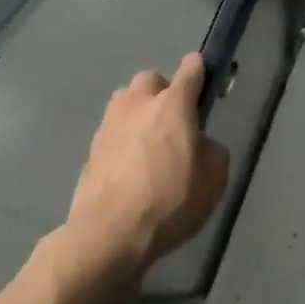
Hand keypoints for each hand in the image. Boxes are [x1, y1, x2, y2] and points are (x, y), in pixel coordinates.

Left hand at [61, 53, 229, 274]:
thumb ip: (211, 150)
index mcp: (174, 104)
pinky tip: (129, 170)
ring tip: (147, 145)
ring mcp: (109, 125)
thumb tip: (200, 145)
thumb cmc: (169, 201)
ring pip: (125, 103)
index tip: (204, 83)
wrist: (108, 236)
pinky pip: (111, 133)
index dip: (200, 71)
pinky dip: (121, 143)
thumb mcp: (214, 178)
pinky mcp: (90, 151)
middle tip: (172, 123)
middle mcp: (139, 104)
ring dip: (137, 114)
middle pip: (151, 80)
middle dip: (162, 93)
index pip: (191, 67)